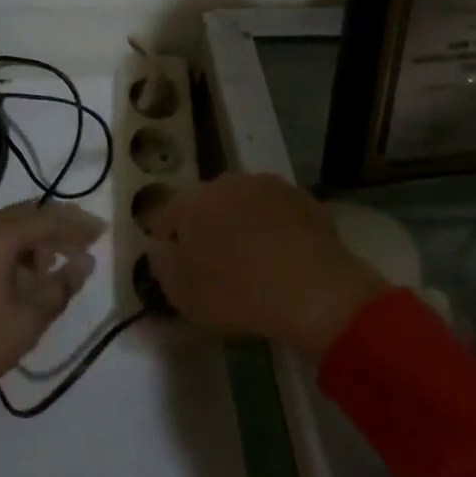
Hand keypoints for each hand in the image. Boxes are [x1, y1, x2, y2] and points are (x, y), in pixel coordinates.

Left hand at [0, 200, 102, 468]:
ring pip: (5, 227)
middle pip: (26, 215)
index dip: (77, 226)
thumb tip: (84, 262)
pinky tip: (17, 274)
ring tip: (53, 261)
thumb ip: (60, 287)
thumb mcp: (27, 321)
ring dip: (33, 238)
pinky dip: (11, 248)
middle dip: (57, 225)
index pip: (47, 220)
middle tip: (82, 239)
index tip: (101, 232)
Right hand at [142, 174, 387, 361]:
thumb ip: (162, 264)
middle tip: (216, 265)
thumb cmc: (237, 293)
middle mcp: (224, 182)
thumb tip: (161, 247)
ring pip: (243, 204)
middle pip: (206, 204)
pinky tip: (285, 258)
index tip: (177, 266)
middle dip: (207, 228)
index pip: (165, 215)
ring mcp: (266, 185)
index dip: (167, 241)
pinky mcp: (302, 197)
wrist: (314, 289)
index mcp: (189, 202)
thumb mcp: (182, 294)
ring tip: (255, 262)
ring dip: (243, 224)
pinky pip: (278, 213)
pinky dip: (276, 229)